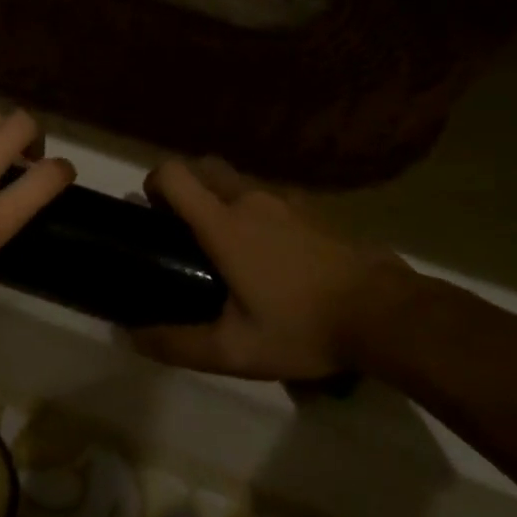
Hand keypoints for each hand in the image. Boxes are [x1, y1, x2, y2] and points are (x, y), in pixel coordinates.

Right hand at [133, 158, 413, 379]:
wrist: (383, 311)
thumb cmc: (303, 326)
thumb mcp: (236, 351)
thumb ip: (179, 344)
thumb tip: (133, 336)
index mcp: (224, 223)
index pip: (174, 173)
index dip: (153, 184)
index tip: (153, 215)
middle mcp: (251, 198)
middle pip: (204, 166)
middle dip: (185, 187)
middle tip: (184, 230)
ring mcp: (286, 198)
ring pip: (237, 179)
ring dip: (220, 197)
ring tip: (227, 246)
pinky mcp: (312, 207)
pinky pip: (268, 194)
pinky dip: (254, 208)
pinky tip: (270, 252)